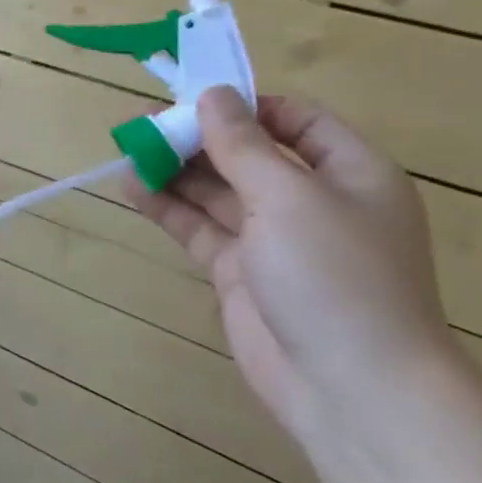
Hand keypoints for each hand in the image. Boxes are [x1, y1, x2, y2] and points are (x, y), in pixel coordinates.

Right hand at [125, 89, 456, 452]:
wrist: (350, 387)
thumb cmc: (335, 276)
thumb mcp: (289, 197)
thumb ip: (244, 145)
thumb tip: (213, 95)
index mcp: (349, 173)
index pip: (297, 121)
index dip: (248, 106)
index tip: (194, 98)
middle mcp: (313, 201)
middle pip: (249, 155)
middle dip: (200, 139)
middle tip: (145, 125)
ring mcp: (274, 241)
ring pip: (219, 193)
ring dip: (178, 172)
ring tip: (130, 151)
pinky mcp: (241, 274)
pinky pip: (201, 229)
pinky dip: (170, 208)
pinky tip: (135, 189)